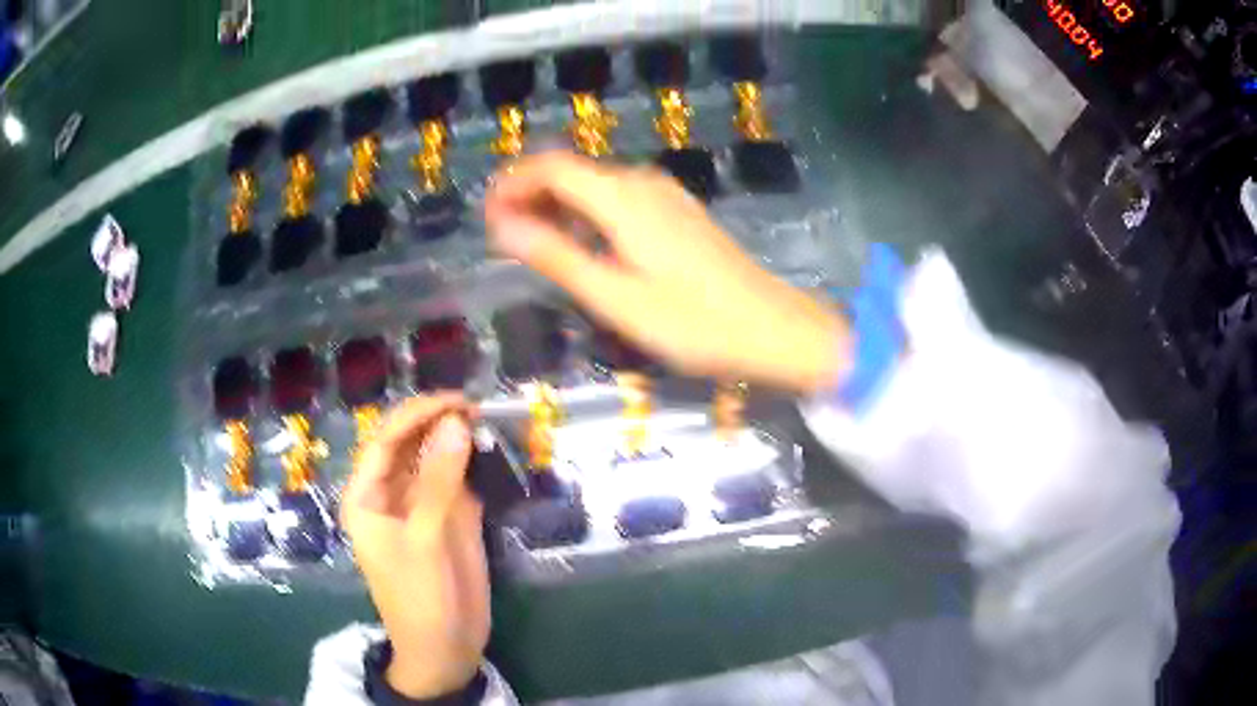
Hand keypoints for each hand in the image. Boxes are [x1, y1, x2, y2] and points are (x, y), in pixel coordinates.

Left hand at [340, 394, 487, 699]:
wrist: (445, 649)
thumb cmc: (420, 597)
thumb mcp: (426, 538)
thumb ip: (440, 480)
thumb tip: (457, 422)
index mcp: (367, 497)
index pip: (386, 440)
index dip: (418, 413)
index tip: (457, 401)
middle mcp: (390, 495)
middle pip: (410, 445)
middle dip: (438, 423)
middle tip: (478, 409)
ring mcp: (420, 507)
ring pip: (435, 460)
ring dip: (457, 441)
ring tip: (487, 423)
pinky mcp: (448, 521)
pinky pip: (457, 482)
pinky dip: (473, 466)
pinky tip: (490, 452)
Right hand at [485, 151, 850, 394]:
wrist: (774, 329)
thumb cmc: (693, 323)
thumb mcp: (615, 296)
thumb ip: (556, 256)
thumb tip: (501, 226)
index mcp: (622, 198)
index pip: (551, 167)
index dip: (512, 184)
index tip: (485, 216)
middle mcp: (642, 184)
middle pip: (572, 172)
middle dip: (530, 195)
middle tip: (501, 237)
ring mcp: (666, 197)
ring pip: (596, 186)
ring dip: (558, 207)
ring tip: (532, 245)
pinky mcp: (679, 215)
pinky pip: (620, 201)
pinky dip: (589, 216)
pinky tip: (584, 247)